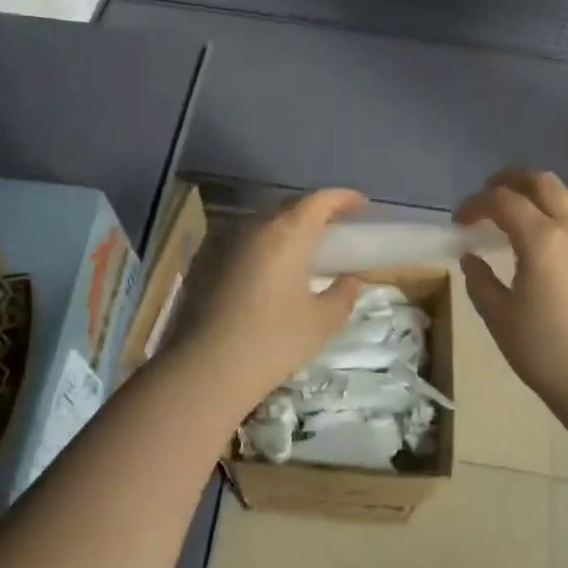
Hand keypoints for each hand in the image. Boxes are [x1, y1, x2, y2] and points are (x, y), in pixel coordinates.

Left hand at [169, 188, 368, 412]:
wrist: (205, 369)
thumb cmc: (272, 342)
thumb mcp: (321, 322)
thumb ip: (344, 294)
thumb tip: (354, 278)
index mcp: (288, 233)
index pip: (320, 200)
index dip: (343, 197)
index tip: (362, 203)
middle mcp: (256, 225)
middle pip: (291, 204)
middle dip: (316, 210)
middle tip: (336, 226)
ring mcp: (227, 239)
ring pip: (265, 220)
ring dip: (288, 225)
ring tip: (305, 246)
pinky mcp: (207, 258)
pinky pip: (245, 238)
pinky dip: (265, 242)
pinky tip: (271, 266)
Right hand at [454, 169, 567, 418]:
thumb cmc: (549, 354)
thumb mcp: (501, 319)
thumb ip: (480, 282)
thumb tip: (471, 257)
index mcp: (541, 239)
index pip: (502, 200)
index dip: (475, 204)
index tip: (458, 223)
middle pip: (540, 181)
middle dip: (509, 181)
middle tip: (486, 198)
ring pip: (566, 192)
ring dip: (536, 191)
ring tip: (515, 209)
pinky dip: (556, 208)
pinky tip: (543, 234)